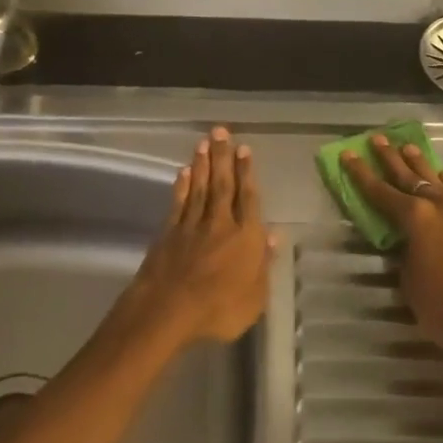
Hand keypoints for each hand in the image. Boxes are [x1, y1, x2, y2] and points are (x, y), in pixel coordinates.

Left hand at [121, 126, 271, 347]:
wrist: (168, 311)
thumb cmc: (218, 310)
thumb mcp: (255, 297)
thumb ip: (264, 265)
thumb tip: (274, 235)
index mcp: (245, 238)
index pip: (248, 198)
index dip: (247, 173)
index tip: (244, 149)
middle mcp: (220, 224)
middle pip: (224, 185)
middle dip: (223, 157)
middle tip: (221, 131)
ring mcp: (192, 226)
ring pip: (201, 188)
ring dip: (203, 164)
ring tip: (205, 142)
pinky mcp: (169, 233)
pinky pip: (179, 203)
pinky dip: (182, 186)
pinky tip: (184, 172)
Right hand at [341, 134, 442, 375]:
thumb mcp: (410, 283)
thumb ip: (406, 255)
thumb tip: (409, 243)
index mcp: (416, 218)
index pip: (381, 191)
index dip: (361, 173)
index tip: (349, 153)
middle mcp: (440, 206)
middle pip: (410, 176)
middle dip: (391, 157)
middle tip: (379, 139)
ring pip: (439, 180)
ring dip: (422, 165)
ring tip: (410, 148)